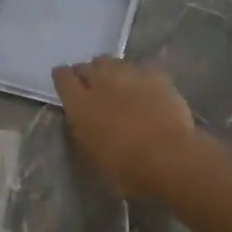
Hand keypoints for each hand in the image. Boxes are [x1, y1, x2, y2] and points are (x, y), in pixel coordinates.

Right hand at [51, 57, 197, 197]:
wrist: (168, 158)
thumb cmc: (125, 168)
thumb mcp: (92, 154)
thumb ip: (84, 129)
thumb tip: (86, 120)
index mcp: (80, 104)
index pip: (63, 78)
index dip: (63, 78)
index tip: (66, 82)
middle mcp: (102, 82)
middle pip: (89, 66)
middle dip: (88, 73)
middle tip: (93, 86)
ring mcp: (130, 75)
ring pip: (115, 63)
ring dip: (112, 71)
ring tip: (119, 85)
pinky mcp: (157, 76)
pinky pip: (141, 70)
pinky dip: (139, 78)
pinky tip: (146, 90)